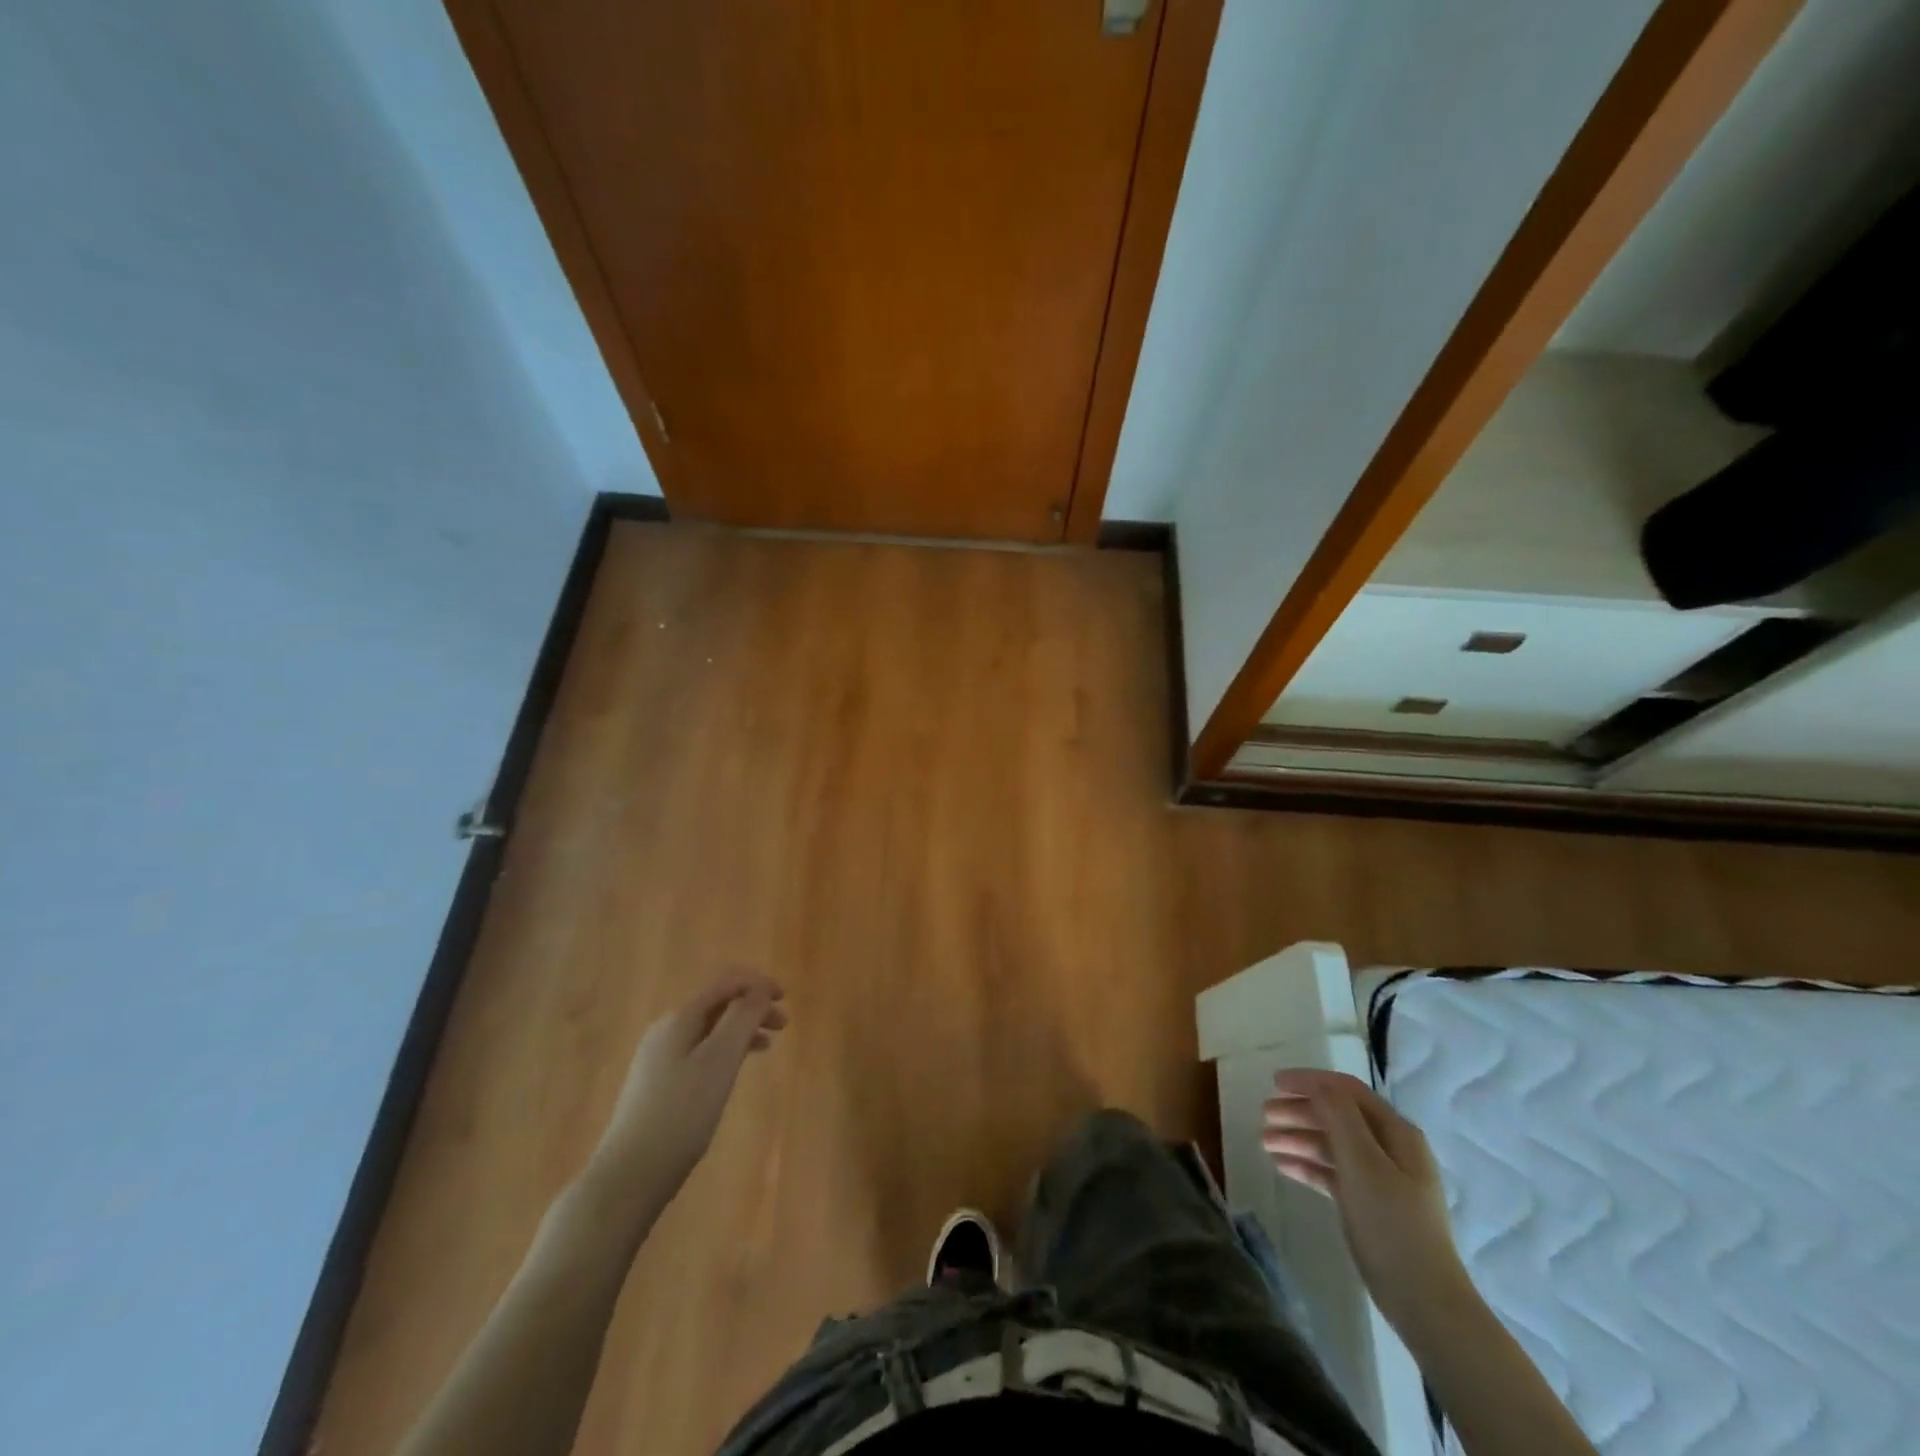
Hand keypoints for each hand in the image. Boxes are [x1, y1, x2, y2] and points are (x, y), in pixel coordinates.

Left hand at [587, 974, 787, 1198]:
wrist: (629, 1175)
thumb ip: (742, 1018)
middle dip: (752, 1008)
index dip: (758, 984)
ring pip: (709, 1030)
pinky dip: (724, 1052)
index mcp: (680, 1018)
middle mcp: (666, 1030)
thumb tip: (759, 988)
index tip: (785, 997)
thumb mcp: (719, 1061)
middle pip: (717, 1005)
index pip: (725, 984)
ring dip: (741, 1031)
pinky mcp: (657, 1085)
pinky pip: (699, 1052)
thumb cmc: (681, 1113)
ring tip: (766, 1047)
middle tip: (783, 1026)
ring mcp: (658, 1058)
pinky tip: (732, 1073)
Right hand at [1263, 1069, 1472, 1333]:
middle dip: (1299, 1111)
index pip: (1346, 1091)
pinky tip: (1281, 1165)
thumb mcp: (1363, 1164)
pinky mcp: (1368, 1204)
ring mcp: (1379, 1178)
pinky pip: (1332, 1172)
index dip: (1310, 1081)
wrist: (1424, 1303)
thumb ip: (1339, 1117)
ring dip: (1298, 1137)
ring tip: (1264, 1141)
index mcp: (1396, 1132)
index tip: (1274, 1082)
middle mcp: (1389, 1148)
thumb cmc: (1393, 1225)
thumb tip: (1316, 1085)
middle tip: (1263, 1115)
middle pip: (1336, 1115)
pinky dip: (1307, 1165)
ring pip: (1331, 1144)